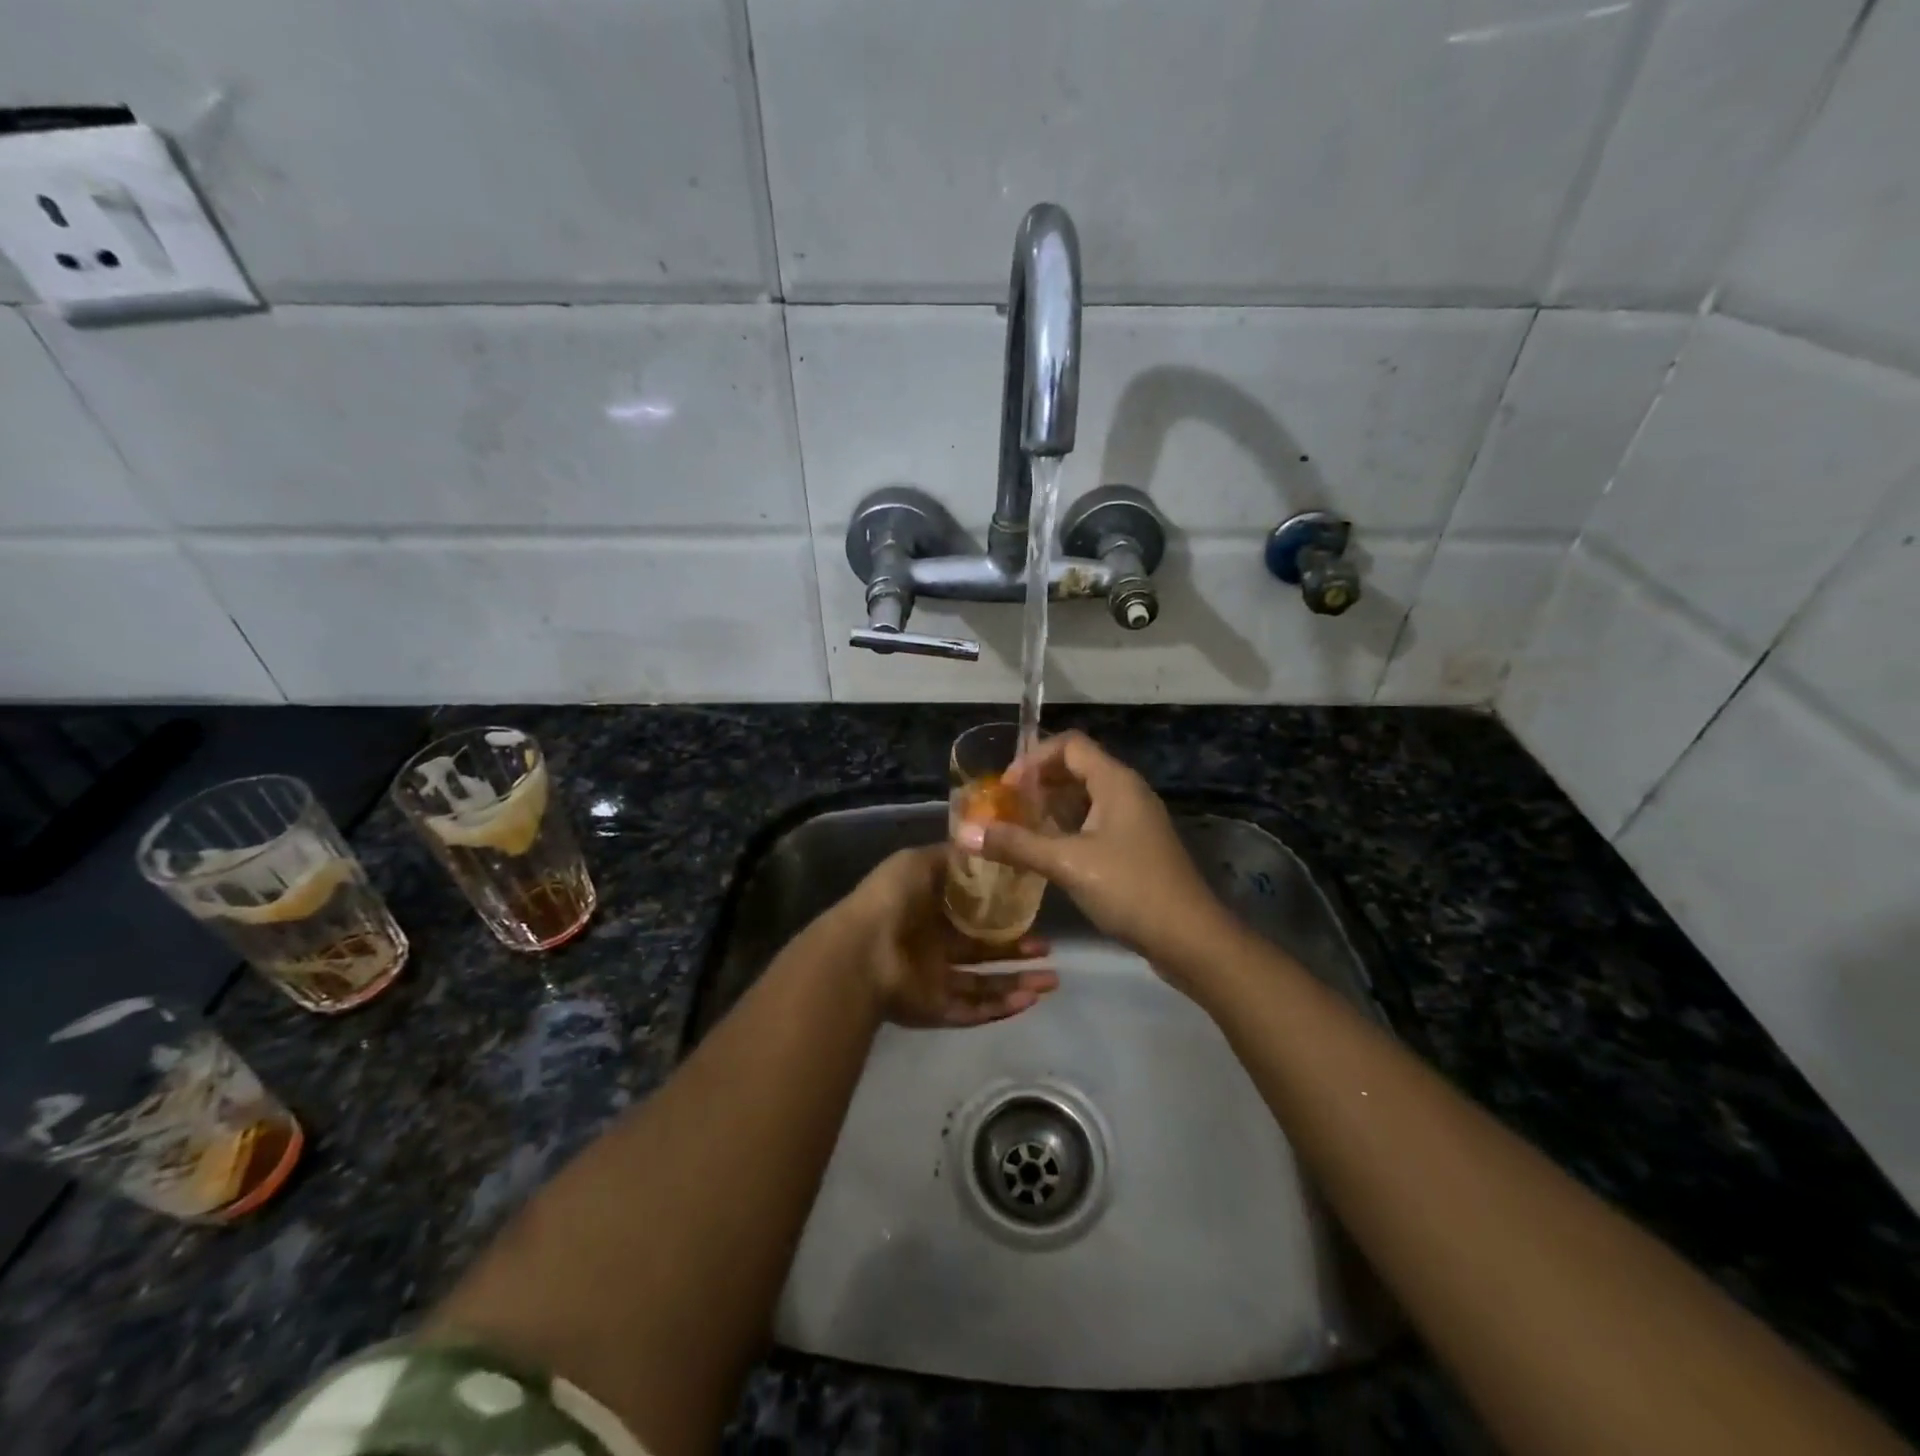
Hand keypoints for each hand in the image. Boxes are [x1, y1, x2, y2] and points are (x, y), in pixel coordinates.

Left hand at [838, 845, 1058, 1027]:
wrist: (862, 949)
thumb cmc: (891, 900)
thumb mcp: (919, 862)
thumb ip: (949, 858)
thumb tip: (980, 846)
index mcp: (929, 913)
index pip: (971, 915)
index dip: (1000, 914)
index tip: (1032, 910)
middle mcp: (934, 948)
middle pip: (983, 952)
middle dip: (1017, 951)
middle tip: (1048, 949)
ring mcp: (935, 981)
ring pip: (985, 985)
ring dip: (1018, 983)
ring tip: (1052, 980)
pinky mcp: (937, 1010)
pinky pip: (974, 1010)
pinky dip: (1002, 1007)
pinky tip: (1030, 999)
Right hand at [955, 731, 1232, 975]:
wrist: (1190, 938)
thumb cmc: (1129, 888)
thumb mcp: (1067, 863)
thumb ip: (1016, 844)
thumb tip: (965, 832)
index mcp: (1116, 782)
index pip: (1070, 745)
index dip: (1034, 758)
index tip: (1006, 788)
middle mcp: (1127, 792)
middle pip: (1077, 768)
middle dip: (1039, 783)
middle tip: (1006, 807)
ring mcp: (1135, 821)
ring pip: (1086, 798)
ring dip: (1052, 808)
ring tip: (1019, 829)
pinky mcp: (1136, 847)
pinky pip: (1095, 823)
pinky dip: (1068, 829)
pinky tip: (1047, 854)